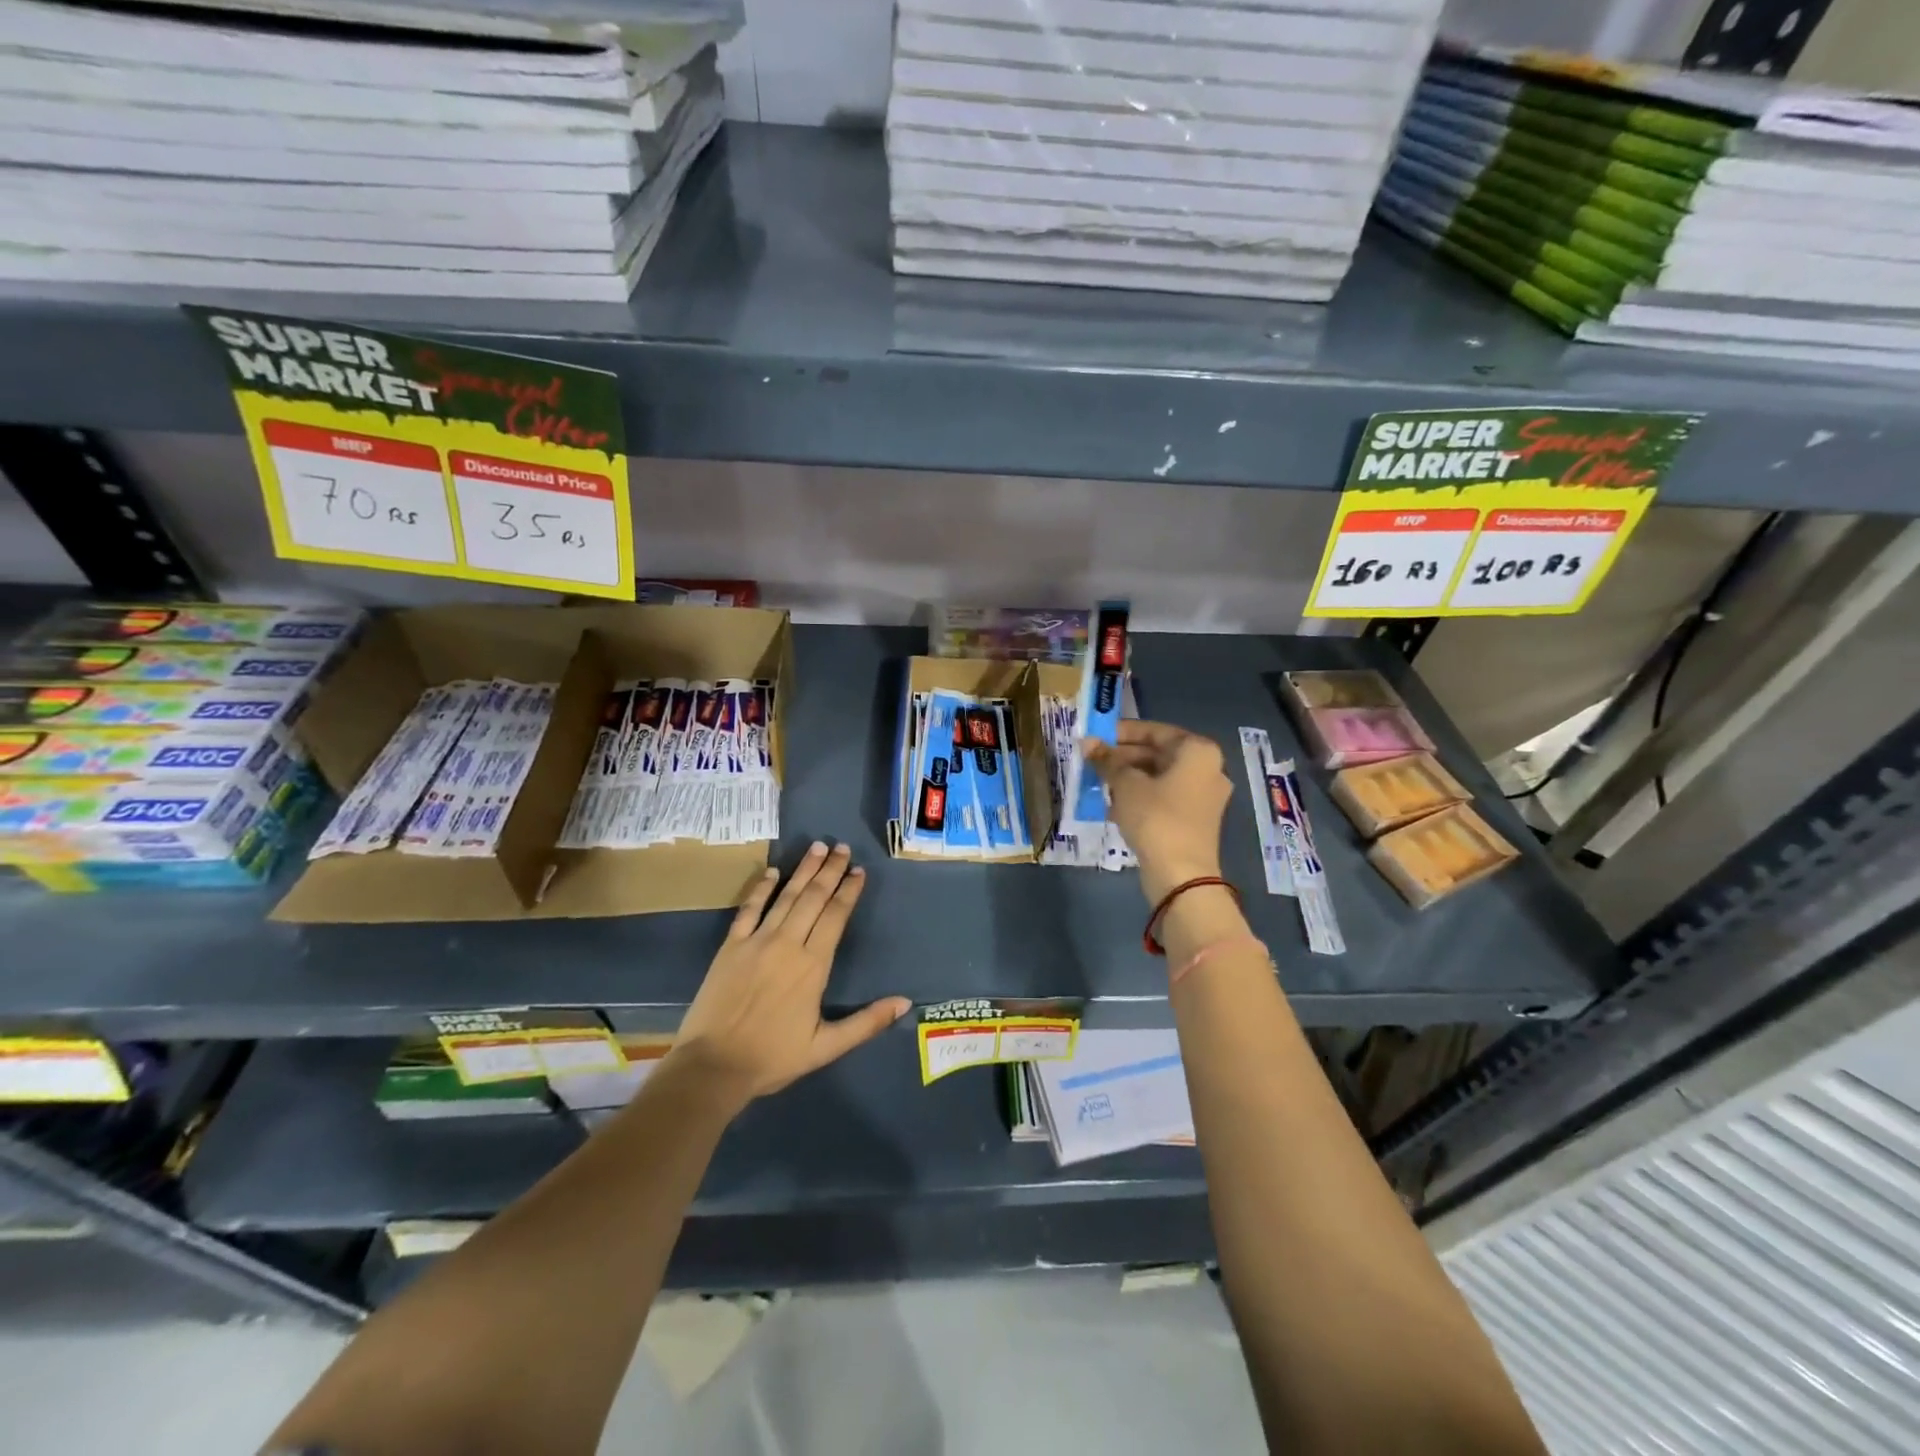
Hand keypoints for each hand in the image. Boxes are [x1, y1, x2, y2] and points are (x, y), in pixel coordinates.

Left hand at [669, 841, 909, 1109]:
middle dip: (830, 870)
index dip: (848, 891)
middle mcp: (788, 943)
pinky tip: (772, 872)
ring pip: (786, 896)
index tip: (859, 871)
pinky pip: (749, 909)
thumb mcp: (826, 1047)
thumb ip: (866, 1022)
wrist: (713, 1066)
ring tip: (817, 847)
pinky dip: (761, 888)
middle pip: (813, 897)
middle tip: (842, 847)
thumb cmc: (773, 1057)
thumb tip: (905, 1002)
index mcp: (813, 965)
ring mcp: (757, 941)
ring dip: (803, 870)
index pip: (836, 916)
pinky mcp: (731, 946)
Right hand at [1085, 721, 1231, 903]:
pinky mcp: (1195, 821)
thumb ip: (1107, 760)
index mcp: (1198, 752)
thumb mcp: (1126, 784)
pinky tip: (1114, 805)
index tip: (1096, 736)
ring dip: (1129, 778)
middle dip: (1123, 757)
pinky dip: (1141, 797)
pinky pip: (1164, 798)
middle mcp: (1208, 769)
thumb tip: (1087, 742)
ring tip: (1099, 782)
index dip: (1122, 732)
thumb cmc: (1156, 818)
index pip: (1155, 731)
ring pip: (1160, 778)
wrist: (1181, 875)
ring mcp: (1204, 797)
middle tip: (1093, 761)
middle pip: (1159, 754)